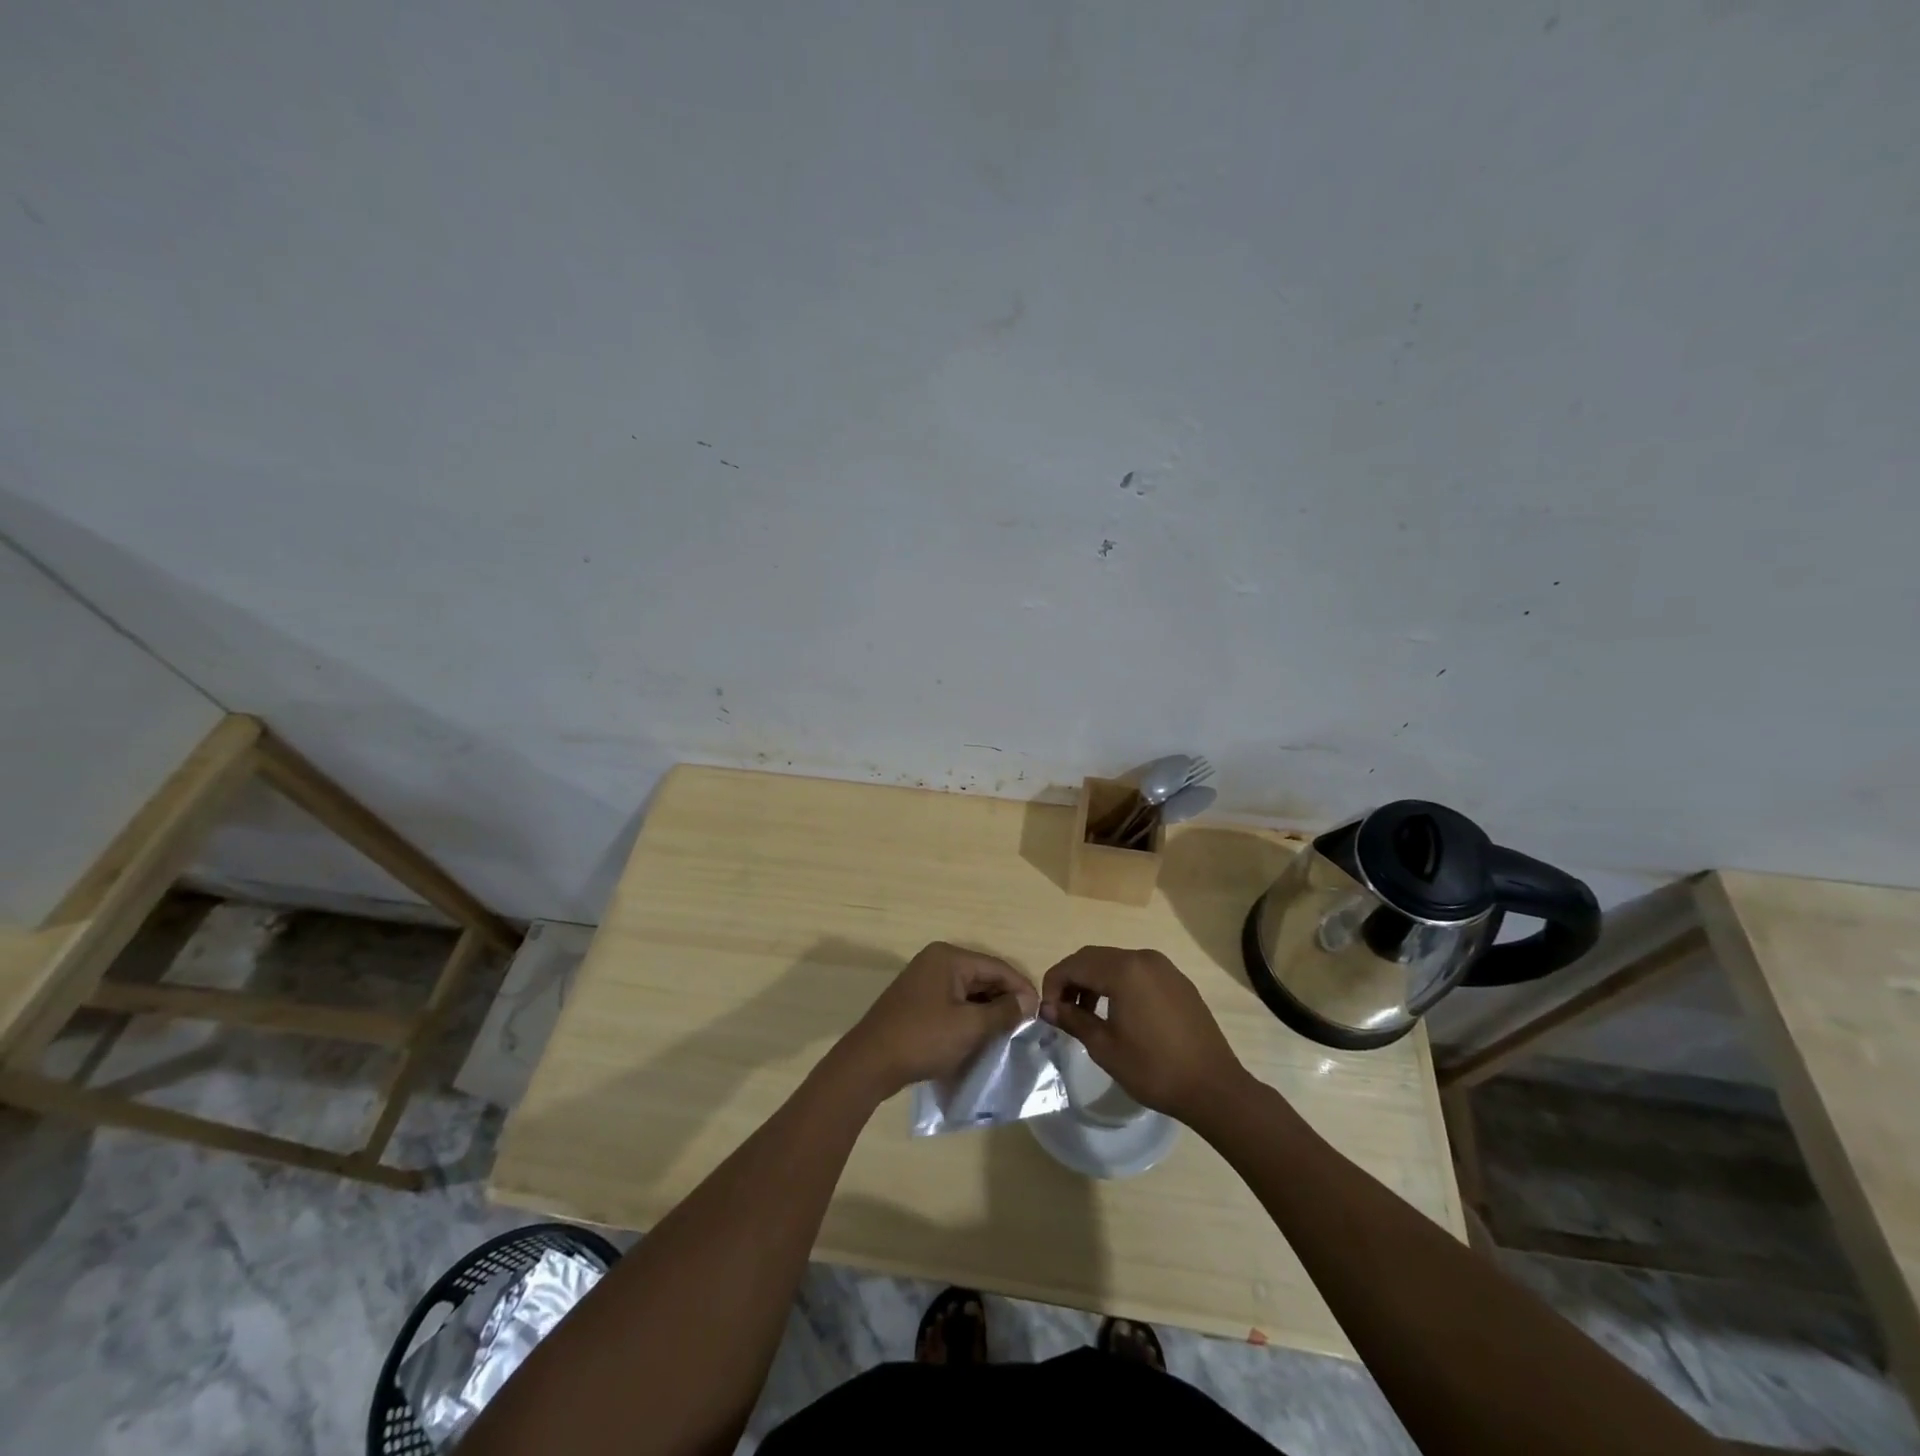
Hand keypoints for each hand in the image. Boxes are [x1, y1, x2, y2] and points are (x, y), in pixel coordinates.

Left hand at [838, 943, 1037, 1097]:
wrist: (869, 1063)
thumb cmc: (923, 1039)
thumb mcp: (969, 1027)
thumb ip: (1003, 1012)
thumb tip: (1028, 1001)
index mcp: (949, 958)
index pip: (997, 967)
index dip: (1021, 989)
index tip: (1041, 1013)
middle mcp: (936, 961)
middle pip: (982, 976)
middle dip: (1005, 1000)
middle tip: (1026, 1027)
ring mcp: (924, 980)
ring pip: (968, 991)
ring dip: (987, 1010)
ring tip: (1008, 1033)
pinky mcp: (917, 1001)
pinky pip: (952, 1002)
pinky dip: (969, 1016)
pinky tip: (981, 1035)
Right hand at [1039, 946, 1249, 1125]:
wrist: (1214, 1087)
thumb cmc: (1154, 1069)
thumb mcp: (1105, 1047)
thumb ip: (1073, 1020)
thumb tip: (1048, 1008)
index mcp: (1124, 970)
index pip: (1074, 964)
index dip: (1053, 984)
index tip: (1047, 1011)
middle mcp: (1143, 958)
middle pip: (1094, 958)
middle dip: (1072, 980)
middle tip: (1061, 1011)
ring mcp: (1164, 967)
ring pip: (1115, 963)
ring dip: (1094, 981)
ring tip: (1086, 1014)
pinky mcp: (1177, 981)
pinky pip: (1137, 972)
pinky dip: (1118, 984)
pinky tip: (1117, 1013)